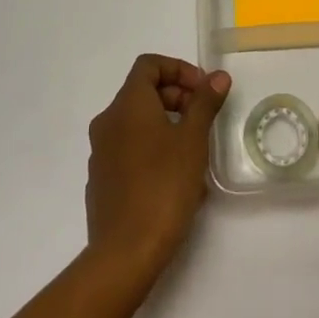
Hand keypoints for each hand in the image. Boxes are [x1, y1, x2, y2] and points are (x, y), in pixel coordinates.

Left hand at [84, 54, 230, 282]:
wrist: (125, 252)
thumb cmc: (163, 186)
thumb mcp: (192, 140)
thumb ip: (204, 103)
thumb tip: (217, 76)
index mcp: (127, 105)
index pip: (149, 65)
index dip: (179, 69)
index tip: (203, 91)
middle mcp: (108, 122)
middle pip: (143, 92)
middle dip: (177, 98)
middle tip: (203, 120)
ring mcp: (100, 153)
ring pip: (137, 123)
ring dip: (167, 125)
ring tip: (195, 152)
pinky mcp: (101, 180)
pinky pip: (130, 150)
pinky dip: (153, 149)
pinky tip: (175, 178)